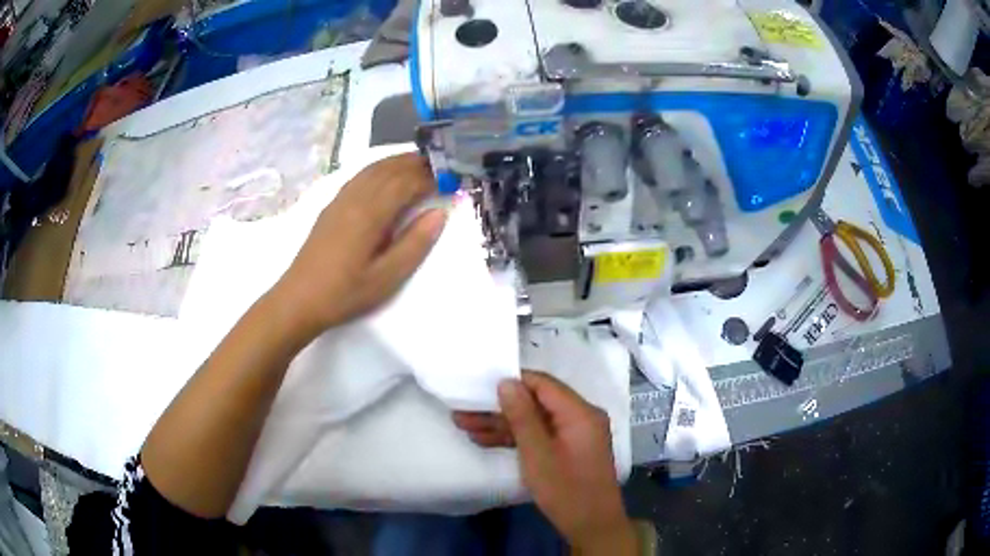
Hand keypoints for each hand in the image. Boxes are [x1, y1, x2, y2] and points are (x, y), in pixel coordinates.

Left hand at [272, 153, 445, 338]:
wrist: (299, 299)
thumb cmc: (345, 293)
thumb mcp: (386, 277)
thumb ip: (415, 243)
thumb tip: (439, 213)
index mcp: (370, 213)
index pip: (406, 182)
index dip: (431, 176)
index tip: (453, 176)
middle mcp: (355, 198)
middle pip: (390, 169)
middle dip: (417, 163)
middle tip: (443, 163)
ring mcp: (340, 200)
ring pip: (373, 169)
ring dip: (398, 161)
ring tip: (420, 162)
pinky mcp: (332, 206)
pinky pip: (360, 176)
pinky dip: (379, 168)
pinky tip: (386, 175)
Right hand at [453, 371, 636, 554]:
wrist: (591, 526)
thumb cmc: (566, 490)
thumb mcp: (537, 453)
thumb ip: (522, 416)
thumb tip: (506, 382)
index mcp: (580, 412)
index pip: (542, 384)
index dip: (511, 382)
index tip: (480, 387)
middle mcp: (581, 417)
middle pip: (536, 403)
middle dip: (500, 408)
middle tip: (464, 411)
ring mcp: (575, 434)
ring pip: (535, 421)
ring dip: (502, 424)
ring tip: (465, 426)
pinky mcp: (568, 449)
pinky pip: (541, 435)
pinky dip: (516, 438)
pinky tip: (485, 440)